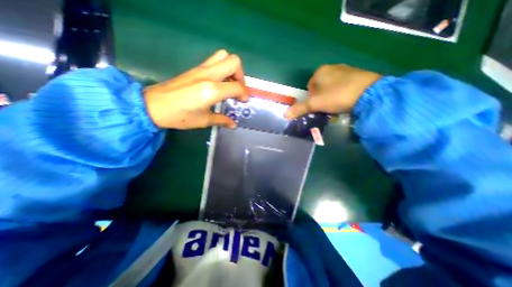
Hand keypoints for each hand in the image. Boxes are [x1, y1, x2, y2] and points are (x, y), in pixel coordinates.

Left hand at [143, 49, 248, 128]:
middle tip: (238, 89)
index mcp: (212, 90)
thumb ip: (222, 120)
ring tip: (229, 84)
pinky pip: (214, 61)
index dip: (245, 94)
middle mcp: (209, 75)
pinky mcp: (195, 69)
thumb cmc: (180, 116)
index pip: (237, 87)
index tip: (244, 101)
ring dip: (231, 69)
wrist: (153, 105)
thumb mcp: (204, 121)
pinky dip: (222, 69)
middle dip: (241, 75)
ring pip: (224, 56)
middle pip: (234, 62)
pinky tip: (218, 83)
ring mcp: (201, 69)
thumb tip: (233, 124)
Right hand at [284, 64, 378, 118]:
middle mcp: (332, 67)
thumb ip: (300, 108)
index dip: (312, 100)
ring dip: (331, 98)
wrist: (370, 93)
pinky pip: (343, 86)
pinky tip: (347, 101)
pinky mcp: (357, 74)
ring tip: (337, 106)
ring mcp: (346, 69)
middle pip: (320, 88)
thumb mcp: (315, 104)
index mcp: (320, 71)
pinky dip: (342, 94)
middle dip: (321, 99)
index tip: (318, 107)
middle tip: (327, 108)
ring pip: (331, 88)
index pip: (309, 88)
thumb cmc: (337, 96)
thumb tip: (285, 114)